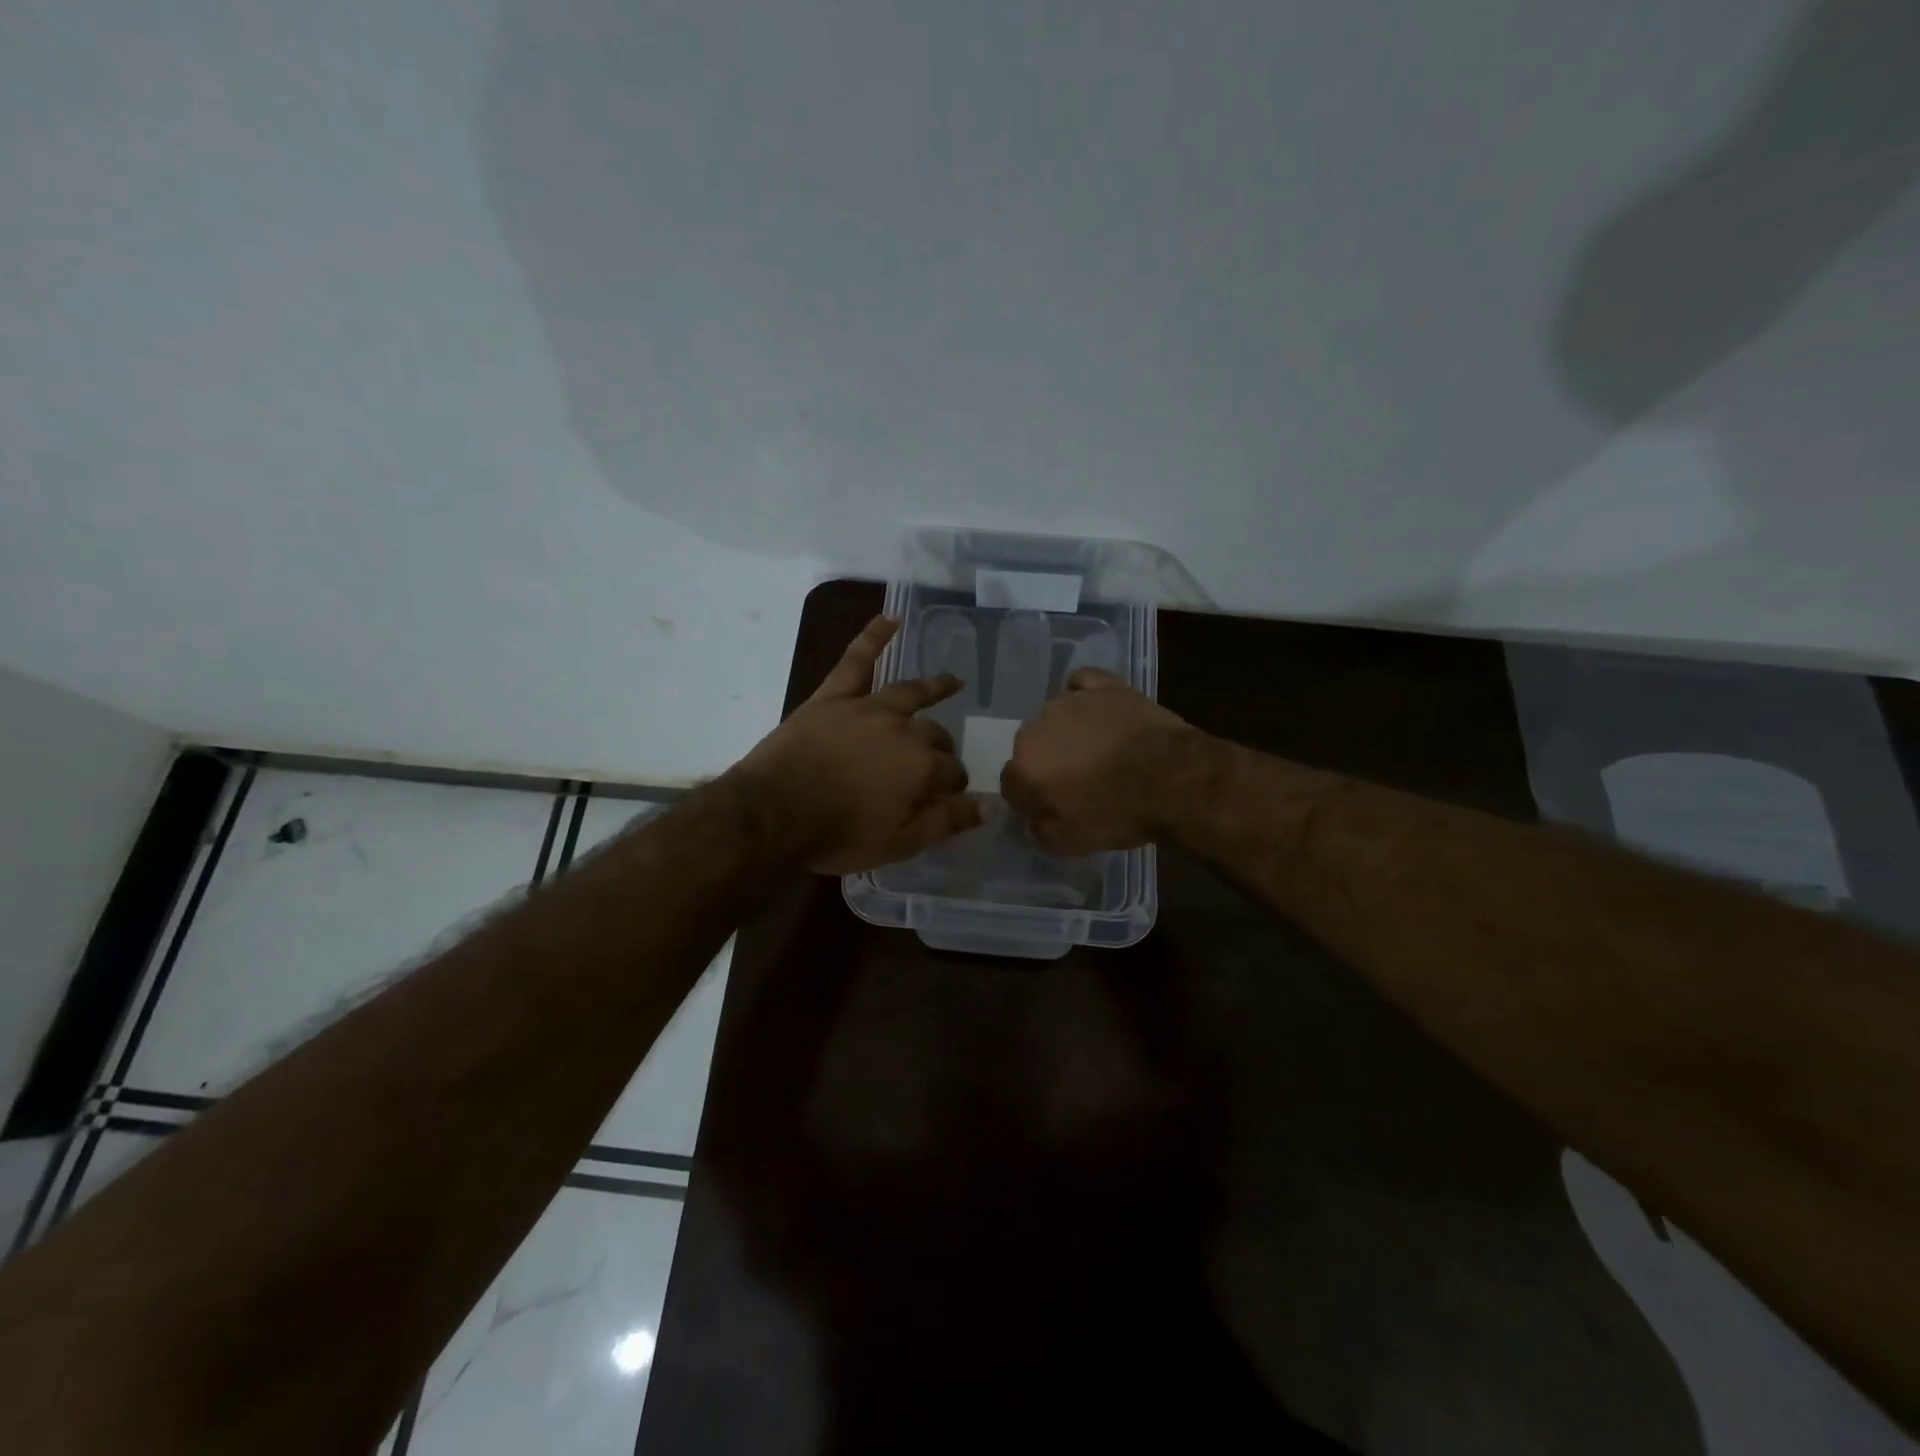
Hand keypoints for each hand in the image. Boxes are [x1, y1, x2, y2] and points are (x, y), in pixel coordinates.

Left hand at [736, 616, 984, 873]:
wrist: (774, 812)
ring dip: (934, 686)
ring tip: (952, 681)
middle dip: (943, 748)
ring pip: (909, 692)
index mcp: (921, 768)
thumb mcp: (899, 844)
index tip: (949, 797)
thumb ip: (945, 823)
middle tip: (939, 760)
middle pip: (935, 734)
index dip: (954, 786)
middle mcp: (904, 730)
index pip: (953, 772)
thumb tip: (987, 808)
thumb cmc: (838, 834)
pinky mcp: (834, 697)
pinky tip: (890, 619)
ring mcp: (868, 708)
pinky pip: (856, 660)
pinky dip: (873, 637)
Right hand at [1000, 668, 1195, 854]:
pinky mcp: (1104, 686)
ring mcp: (1070, 701)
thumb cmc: (1119, 813)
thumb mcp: (1071, 843)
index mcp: (1024, 766)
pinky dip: (1082, 695)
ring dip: (1064, 734)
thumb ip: (1039, 832)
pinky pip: (1081, 684)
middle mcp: (1037, 728)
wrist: (1174, 779)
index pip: (1011, 784)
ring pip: (1053, 718)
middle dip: (1045, 764)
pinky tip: (1095, 710)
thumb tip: (1032, 821)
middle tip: (1075, 782)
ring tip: (1094, 750)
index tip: (1051, 810)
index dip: (1030, 800)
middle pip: (1030, 748)